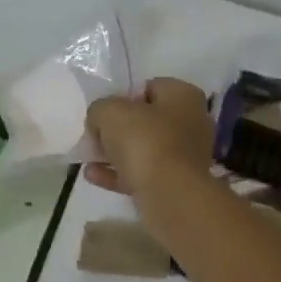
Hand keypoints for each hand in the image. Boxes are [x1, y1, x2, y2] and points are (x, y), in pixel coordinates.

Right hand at [84, 78, 213, 196]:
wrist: (169, 194)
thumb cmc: (145, 141)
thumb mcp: (110, 112)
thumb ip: (100, 109)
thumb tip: (100, 119)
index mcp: (184, 96)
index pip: (150, 87)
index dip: (124, 96)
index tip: (105, 111)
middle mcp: (191, 122)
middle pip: (147, 120)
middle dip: (119, 128)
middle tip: (96, 135)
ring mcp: (186, 156)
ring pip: (144, 149)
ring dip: (116, 153)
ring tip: (89, 157)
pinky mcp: (176, 184)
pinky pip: (142, 174)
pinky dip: (118, 174)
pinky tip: (92, 175)